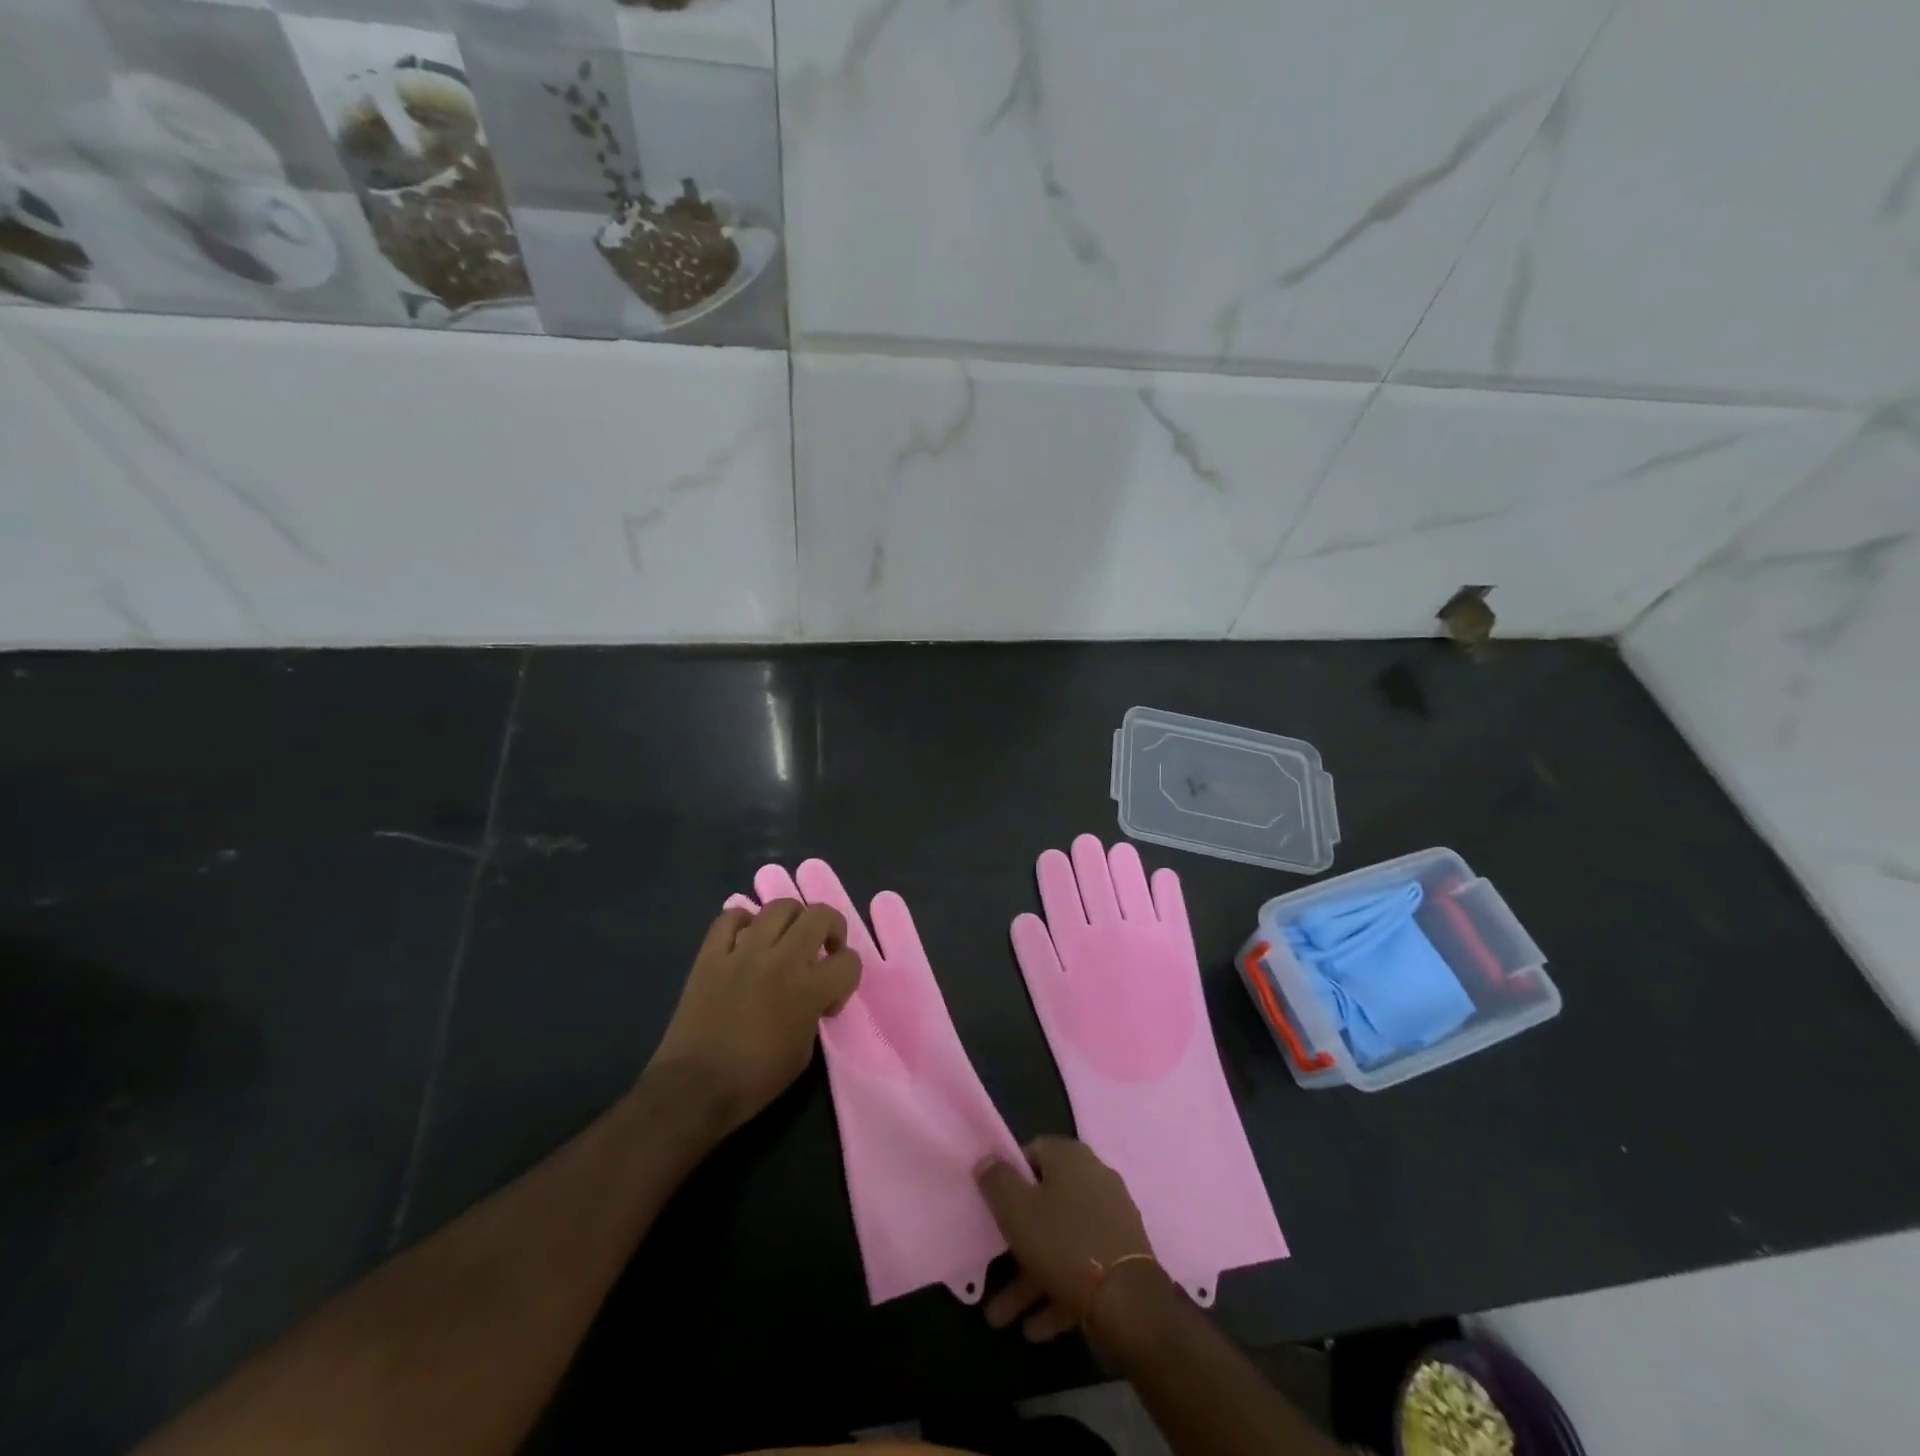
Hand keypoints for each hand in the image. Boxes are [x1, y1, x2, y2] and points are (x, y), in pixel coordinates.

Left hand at [647, 902, 860, 1137]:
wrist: (694, 1089)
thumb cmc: (755, 1080)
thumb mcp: (803, 1052)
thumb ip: (814, 1012)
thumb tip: (812, 996)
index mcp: (809, 989)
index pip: (849, 960)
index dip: (848, 977)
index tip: (830, 999)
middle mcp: (781, 960)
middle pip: (821, 915)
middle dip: (832, 929)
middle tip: (823, 949)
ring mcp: (743, 952)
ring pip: (779, 906)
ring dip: (792, 918)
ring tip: (786, 937)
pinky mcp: (711, 954)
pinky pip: (729, 917)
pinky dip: (742, 921)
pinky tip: (745, 938)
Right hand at [975, 1137, 1158, 1343]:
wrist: (1130, 1303)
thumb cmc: (1064, 1243)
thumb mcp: (1016, 1210)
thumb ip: (997, 1181)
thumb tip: (987, 1160)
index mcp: (1071, 1158)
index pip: (1033, 1152)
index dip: (1009, 1177)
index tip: (992, 1206)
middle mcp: (1094, 1179)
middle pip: (1045, 1204)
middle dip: (1014, 1242)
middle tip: (991, 1269)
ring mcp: (1111, 1220)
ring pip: (1060, 1242)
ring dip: (1029, 1277)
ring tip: (1002, 1318)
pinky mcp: (1121, 1258)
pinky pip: (1080, 1267)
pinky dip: (1057, 1292)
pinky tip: (1035, 1328)